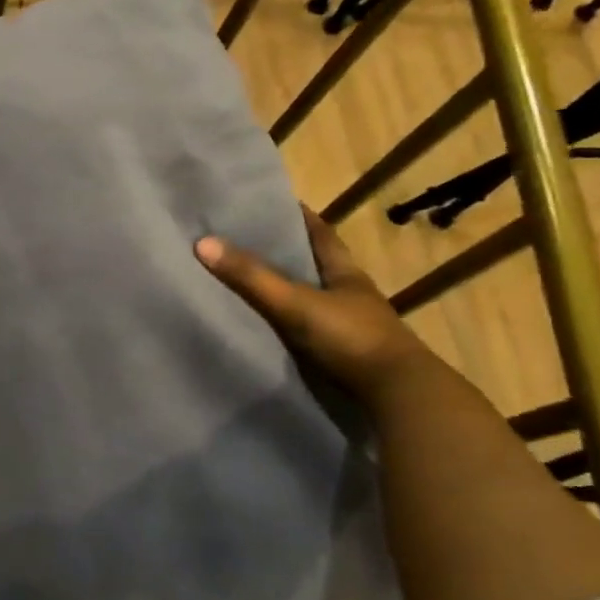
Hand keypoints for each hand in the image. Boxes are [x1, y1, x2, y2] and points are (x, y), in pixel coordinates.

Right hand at [196, 210, 427, 400]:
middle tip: (245, 240)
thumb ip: (252, 277)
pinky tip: (265, 324)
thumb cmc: (351, 338)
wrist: (397, 396)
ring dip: (285, 290)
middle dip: (285, 252)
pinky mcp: (341, 355)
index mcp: (345, 273)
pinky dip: (287, 323)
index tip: (272, 202)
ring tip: (246, 280)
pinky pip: (306, 329)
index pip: (321, 234)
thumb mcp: (296, 303)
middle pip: (314, 264)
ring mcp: (348, 326)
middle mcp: (349, 295)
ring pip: (310, 298)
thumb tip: (202, 243)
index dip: (299, 217)